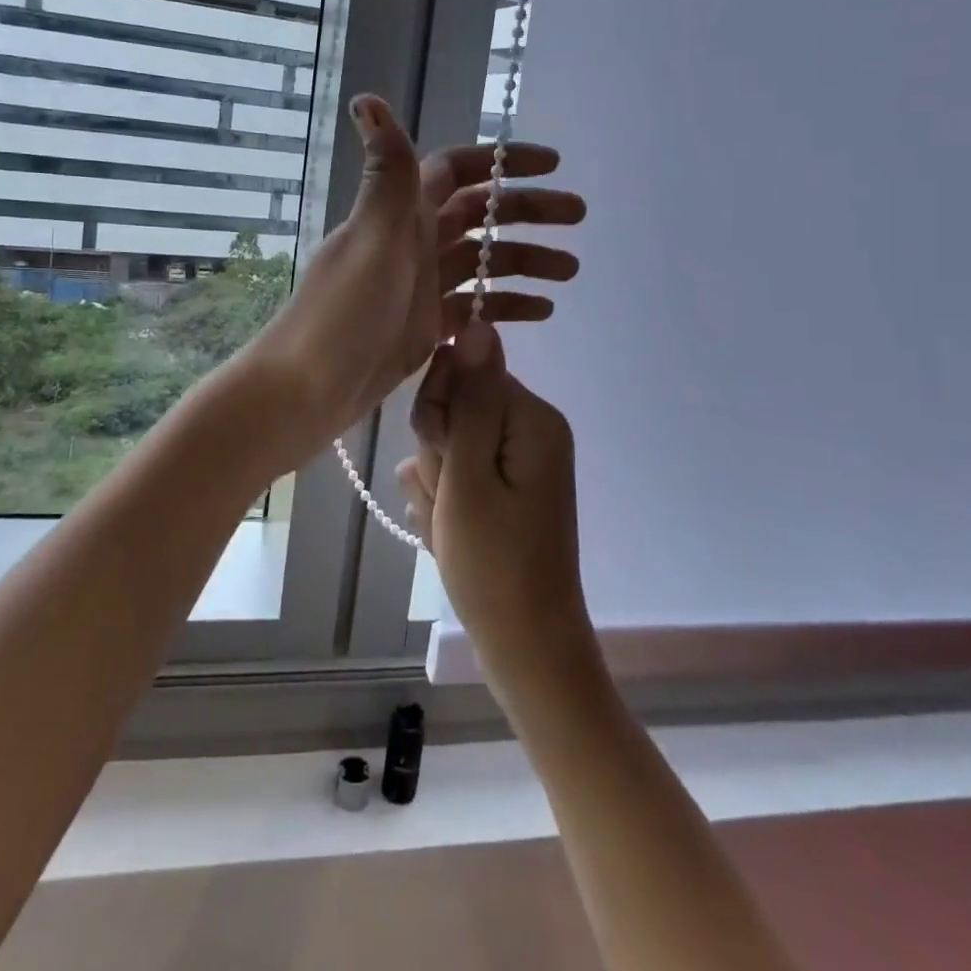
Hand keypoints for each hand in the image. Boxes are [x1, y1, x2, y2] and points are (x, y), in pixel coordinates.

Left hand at [251, 94, 583, 458]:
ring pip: (483, 262)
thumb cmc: (342, 313)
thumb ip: (385, 174)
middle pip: (480, 215)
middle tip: (578, 217)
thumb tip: (366, 97)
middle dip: (527, 212)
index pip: (457, 170)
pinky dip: (506, 305)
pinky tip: (542, 311)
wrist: (308, 390)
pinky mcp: (425, 326)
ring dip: (526, 261)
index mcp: (399, 214)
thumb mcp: (371, 239)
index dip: (502, 162)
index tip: (551, 164)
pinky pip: (475, 306)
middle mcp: (412, 241)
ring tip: (571, 270)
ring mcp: (420, 285)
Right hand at [399, 320, 593, 676]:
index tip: (442, 460)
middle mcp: (532, 429)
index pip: (465, 371)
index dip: (439, 411)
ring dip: (438, 482)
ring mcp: (521, 460)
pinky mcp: (508, 486)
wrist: (527, 649)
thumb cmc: (493, 566)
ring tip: (450, 526)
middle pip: (458, 405)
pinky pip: (461, 473)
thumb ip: (469, 399)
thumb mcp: (469, 478)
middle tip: (449, 502)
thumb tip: (480, 322)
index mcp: (531, 418)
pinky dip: (447, 502)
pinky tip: (451, 535)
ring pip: (451, 442)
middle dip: (438, 451)